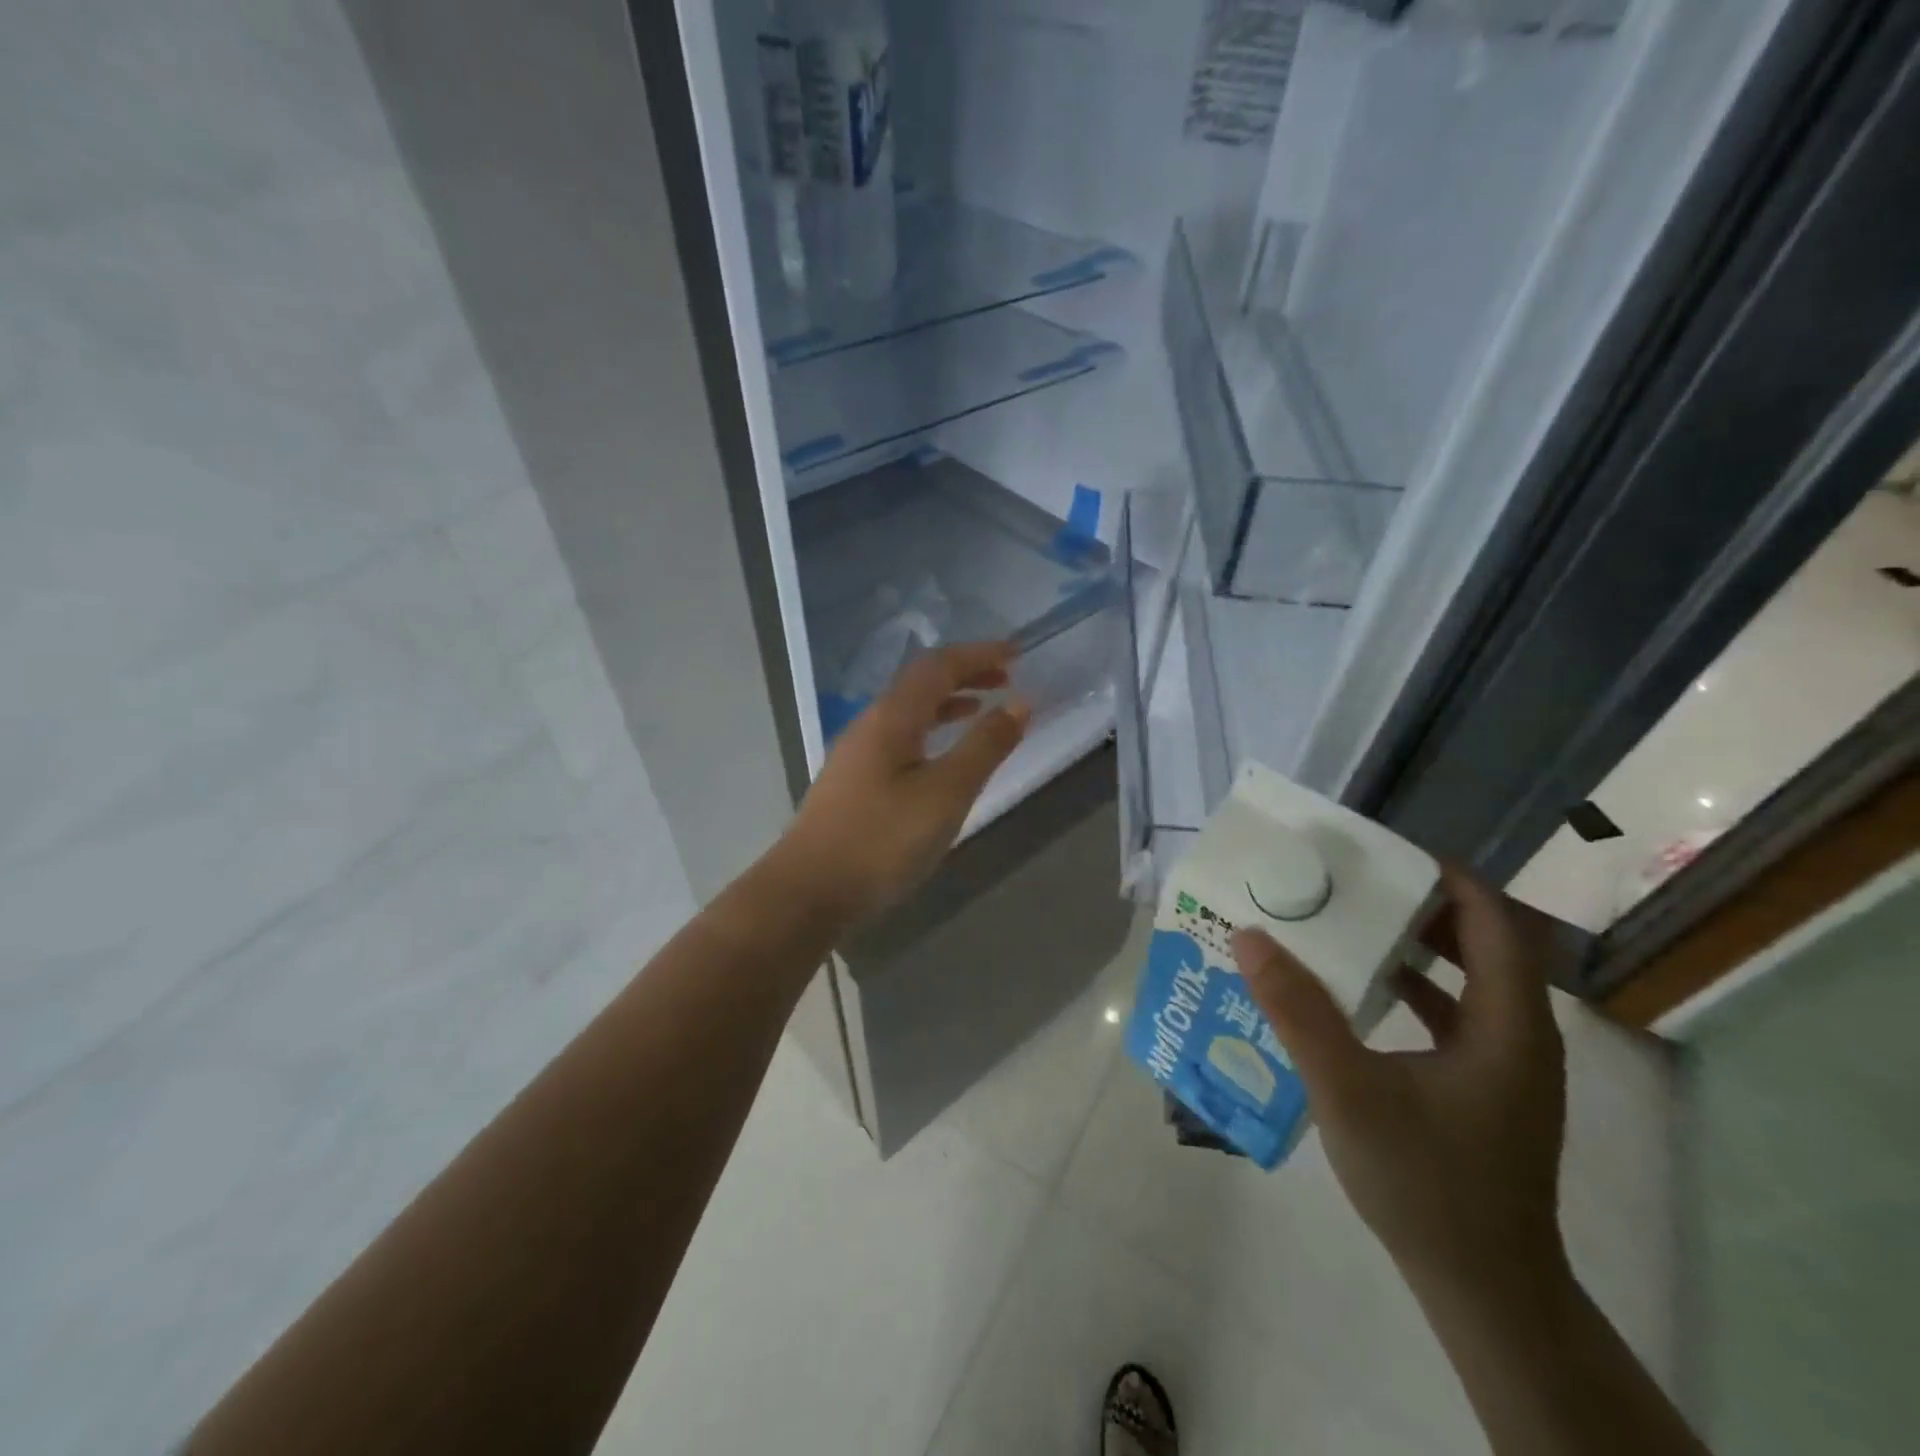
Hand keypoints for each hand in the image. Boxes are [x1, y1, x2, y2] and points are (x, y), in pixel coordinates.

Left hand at [775, 642, 1028, 926]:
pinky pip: (900, 738)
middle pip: (920, 683)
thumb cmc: (882, 840)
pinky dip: (930, 732)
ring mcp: (857, 754)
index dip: (978, 654)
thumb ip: (985, 747)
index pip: (938, 666)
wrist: (807, 892)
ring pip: (908, 712)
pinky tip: (941, 758)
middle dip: (964, 674)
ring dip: (947, 703)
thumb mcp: (946, 793)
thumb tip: (1019, 703)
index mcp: (892, 717)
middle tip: (1005, 678)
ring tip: (981, 709)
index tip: (1017, 652)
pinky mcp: (853, 783)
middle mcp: (870, 725)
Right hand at [1231, 866, 1568, 1293]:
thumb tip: (1250, 936)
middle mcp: (1519, 1034)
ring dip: (1414, 945)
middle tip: (1352, 881)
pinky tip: (1360, 992)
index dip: (1445, 876)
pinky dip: (1413, 989)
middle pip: (1480, 943)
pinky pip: (1454, 1014)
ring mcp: (1506, 1065)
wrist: (1483, 1289)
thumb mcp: (1349, 1092)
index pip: (1491, 921)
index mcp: (1508, 1024)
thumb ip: (1298, 1012)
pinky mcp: (1485, 1088)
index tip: (1381, 851)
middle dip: (1418, 904)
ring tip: (1349, 922)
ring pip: (1468, 979)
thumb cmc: (1426, 1183)